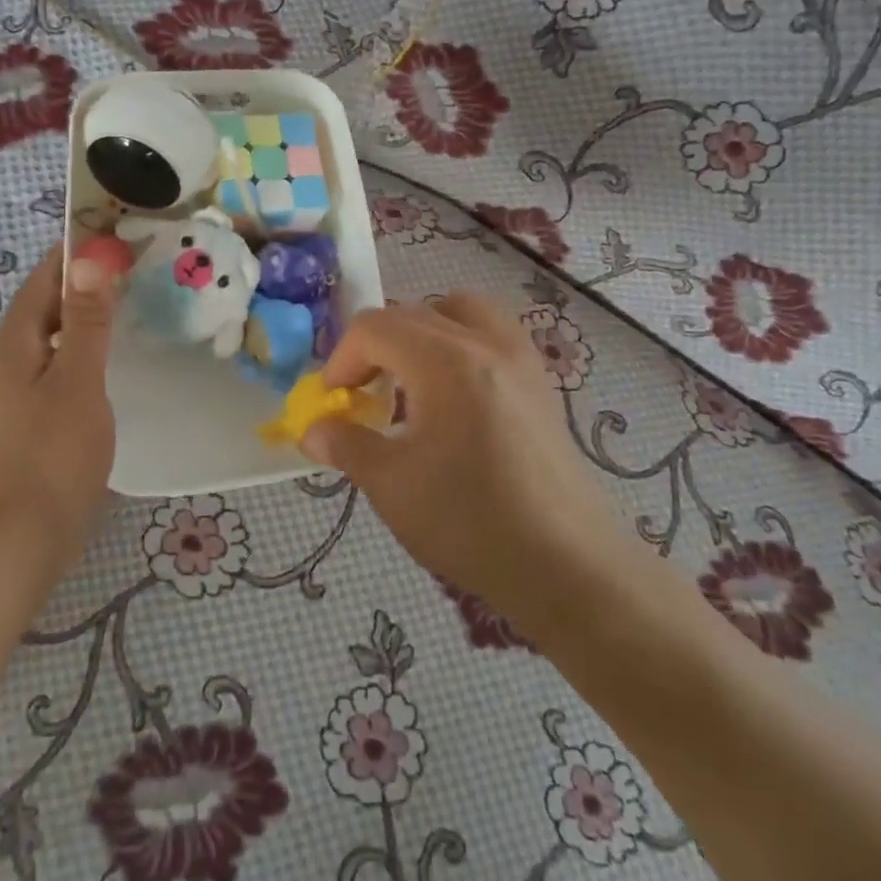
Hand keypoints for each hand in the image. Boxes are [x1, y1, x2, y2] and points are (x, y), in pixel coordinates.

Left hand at [0, 245, 120, 543]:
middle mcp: (9, 358)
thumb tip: (89, 260)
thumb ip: (84, 320)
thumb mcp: (77, 378)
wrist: (25, 533)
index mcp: (14, 340)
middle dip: (84, 282)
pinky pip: (58, 365)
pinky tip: (111, 359)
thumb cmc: (54, 451)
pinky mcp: (32, 416)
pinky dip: (83, 350)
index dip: (75, 252)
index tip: (115, 234)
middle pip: (45, 305)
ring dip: (85, 317)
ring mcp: (18, 390)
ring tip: (129, 305)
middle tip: (134, 268)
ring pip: (53, 337)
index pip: (43, 278)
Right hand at [300, 294, 622, 628]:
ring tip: (410, 382)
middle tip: (363, 392)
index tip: (334, 400)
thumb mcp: (391, 485)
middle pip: (414, 312)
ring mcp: (522, 360)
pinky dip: (461, 346)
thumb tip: (312, 431)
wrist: (567, 567)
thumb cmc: (470, 522)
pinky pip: (493, 336)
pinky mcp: (542, 385)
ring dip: (423, 333)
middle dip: (376, 345)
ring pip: (461, 312)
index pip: (375, 327)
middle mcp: (486, 344)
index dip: (342, 358)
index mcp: (445, 362)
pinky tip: (453, 401)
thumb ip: (346, 445)